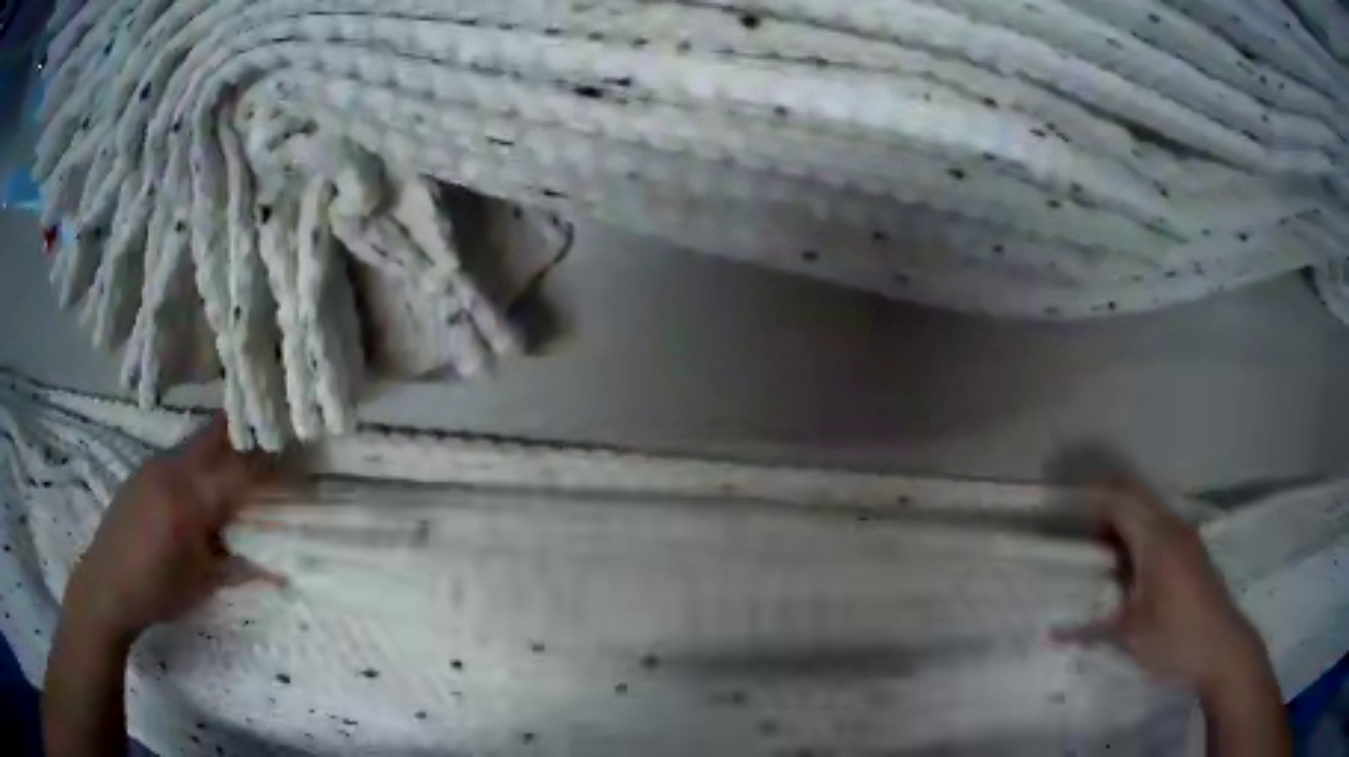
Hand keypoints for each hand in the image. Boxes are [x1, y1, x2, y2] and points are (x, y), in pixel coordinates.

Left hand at [63, 417, 279, 643]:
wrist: (106, 584)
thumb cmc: (156, 591)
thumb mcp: (202, 585)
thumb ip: (241, 568)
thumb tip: (282, 572)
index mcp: (189, 498)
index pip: (240, 470)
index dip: (272, 466)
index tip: (299, 465)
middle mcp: (172, 468)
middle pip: (217, 434)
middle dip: (248, 434)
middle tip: (275, 443)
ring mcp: (154, 464)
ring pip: (197, 442)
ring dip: (223, 447)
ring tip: (243, 467)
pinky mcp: (144, 471)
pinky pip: (180, 455)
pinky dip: (200, 461)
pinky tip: (203, 487)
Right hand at [1060, 479, 1266, 697]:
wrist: (1221, 648)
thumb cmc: (1175, 638)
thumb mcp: (1129, 638)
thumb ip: (1089, 630)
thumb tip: (1050, 636)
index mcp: (1157, 539)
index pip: (1121, 497)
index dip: (1093, 495)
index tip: (1065, 506)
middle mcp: (1172, 527)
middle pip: (1135, 496)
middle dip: (1105, 506)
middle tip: (1078, 535)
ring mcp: (1185, 538)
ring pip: (1148, 513)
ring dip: (1122, 525)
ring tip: (1098, 559)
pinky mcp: (1191, 553)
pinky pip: (1159, 530)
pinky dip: (1138, 539)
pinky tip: (1126, 574)